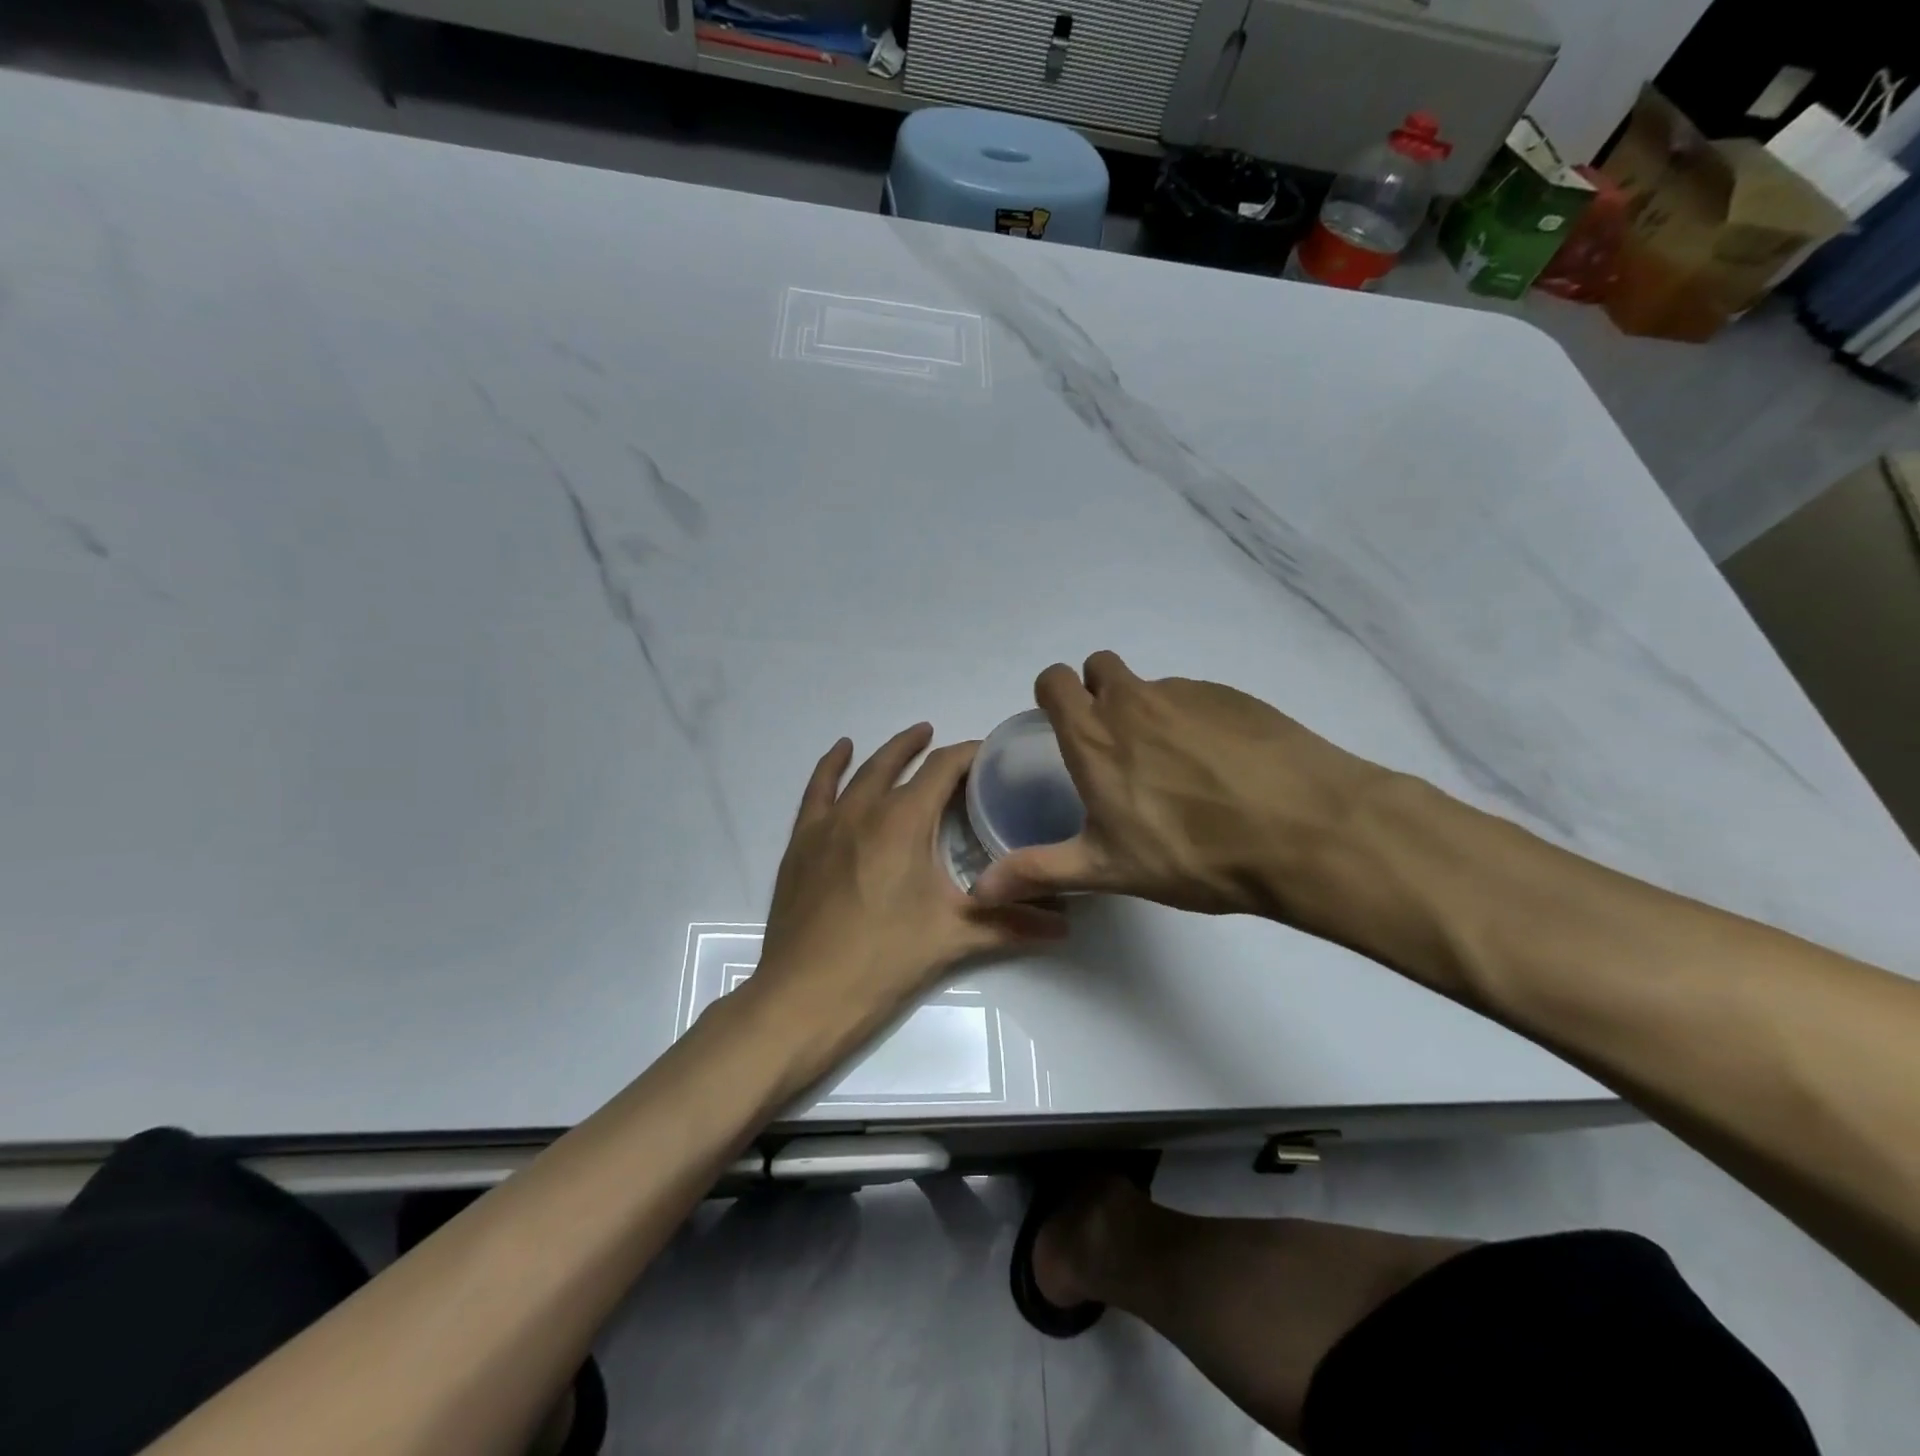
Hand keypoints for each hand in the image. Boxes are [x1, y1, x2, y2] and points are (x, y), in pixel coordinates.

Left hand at [748, 724, 1066, 1075]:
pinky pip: (816, 791)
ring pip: (860, 772)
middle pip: (898, 761)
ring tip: (909, 739)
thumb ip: (1013, 924)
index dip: (969, 754)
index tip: (990, 754)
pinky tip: (840, 753)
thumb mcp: (954, 937)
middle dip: (925, 746)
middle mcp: (864, 809)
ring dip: (887, 753)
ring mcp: (827, 823)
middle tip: (946, 741)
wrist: (805, 996)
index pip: (944, 769)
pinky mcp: (801, 842)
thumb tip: (1067, 924)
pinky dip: (830, 766)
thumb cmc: (884, 960)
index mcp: (904, 821)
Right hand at [972, 652, 1392, 923]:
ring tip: (1178, 770)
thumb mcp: (1108, 869)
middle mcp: (1135, 700)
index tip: (1063, 725)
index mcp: (1094, 734)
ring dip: (1149, 712)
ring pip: (1151, 687)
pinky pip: (1197, 699)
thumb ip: (1040, 871)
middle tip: (1116, 745)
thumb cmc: (1192, 853)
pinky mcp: (1235, 697)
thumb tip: (980, 888)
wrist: (1306, 832)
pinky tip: (1222, 767)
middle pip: (1101, 667)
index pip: (1054, 680)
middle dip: (1098, 692)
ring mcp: (1188, 694)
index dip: (1052, 695)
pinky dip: (1195, 721)